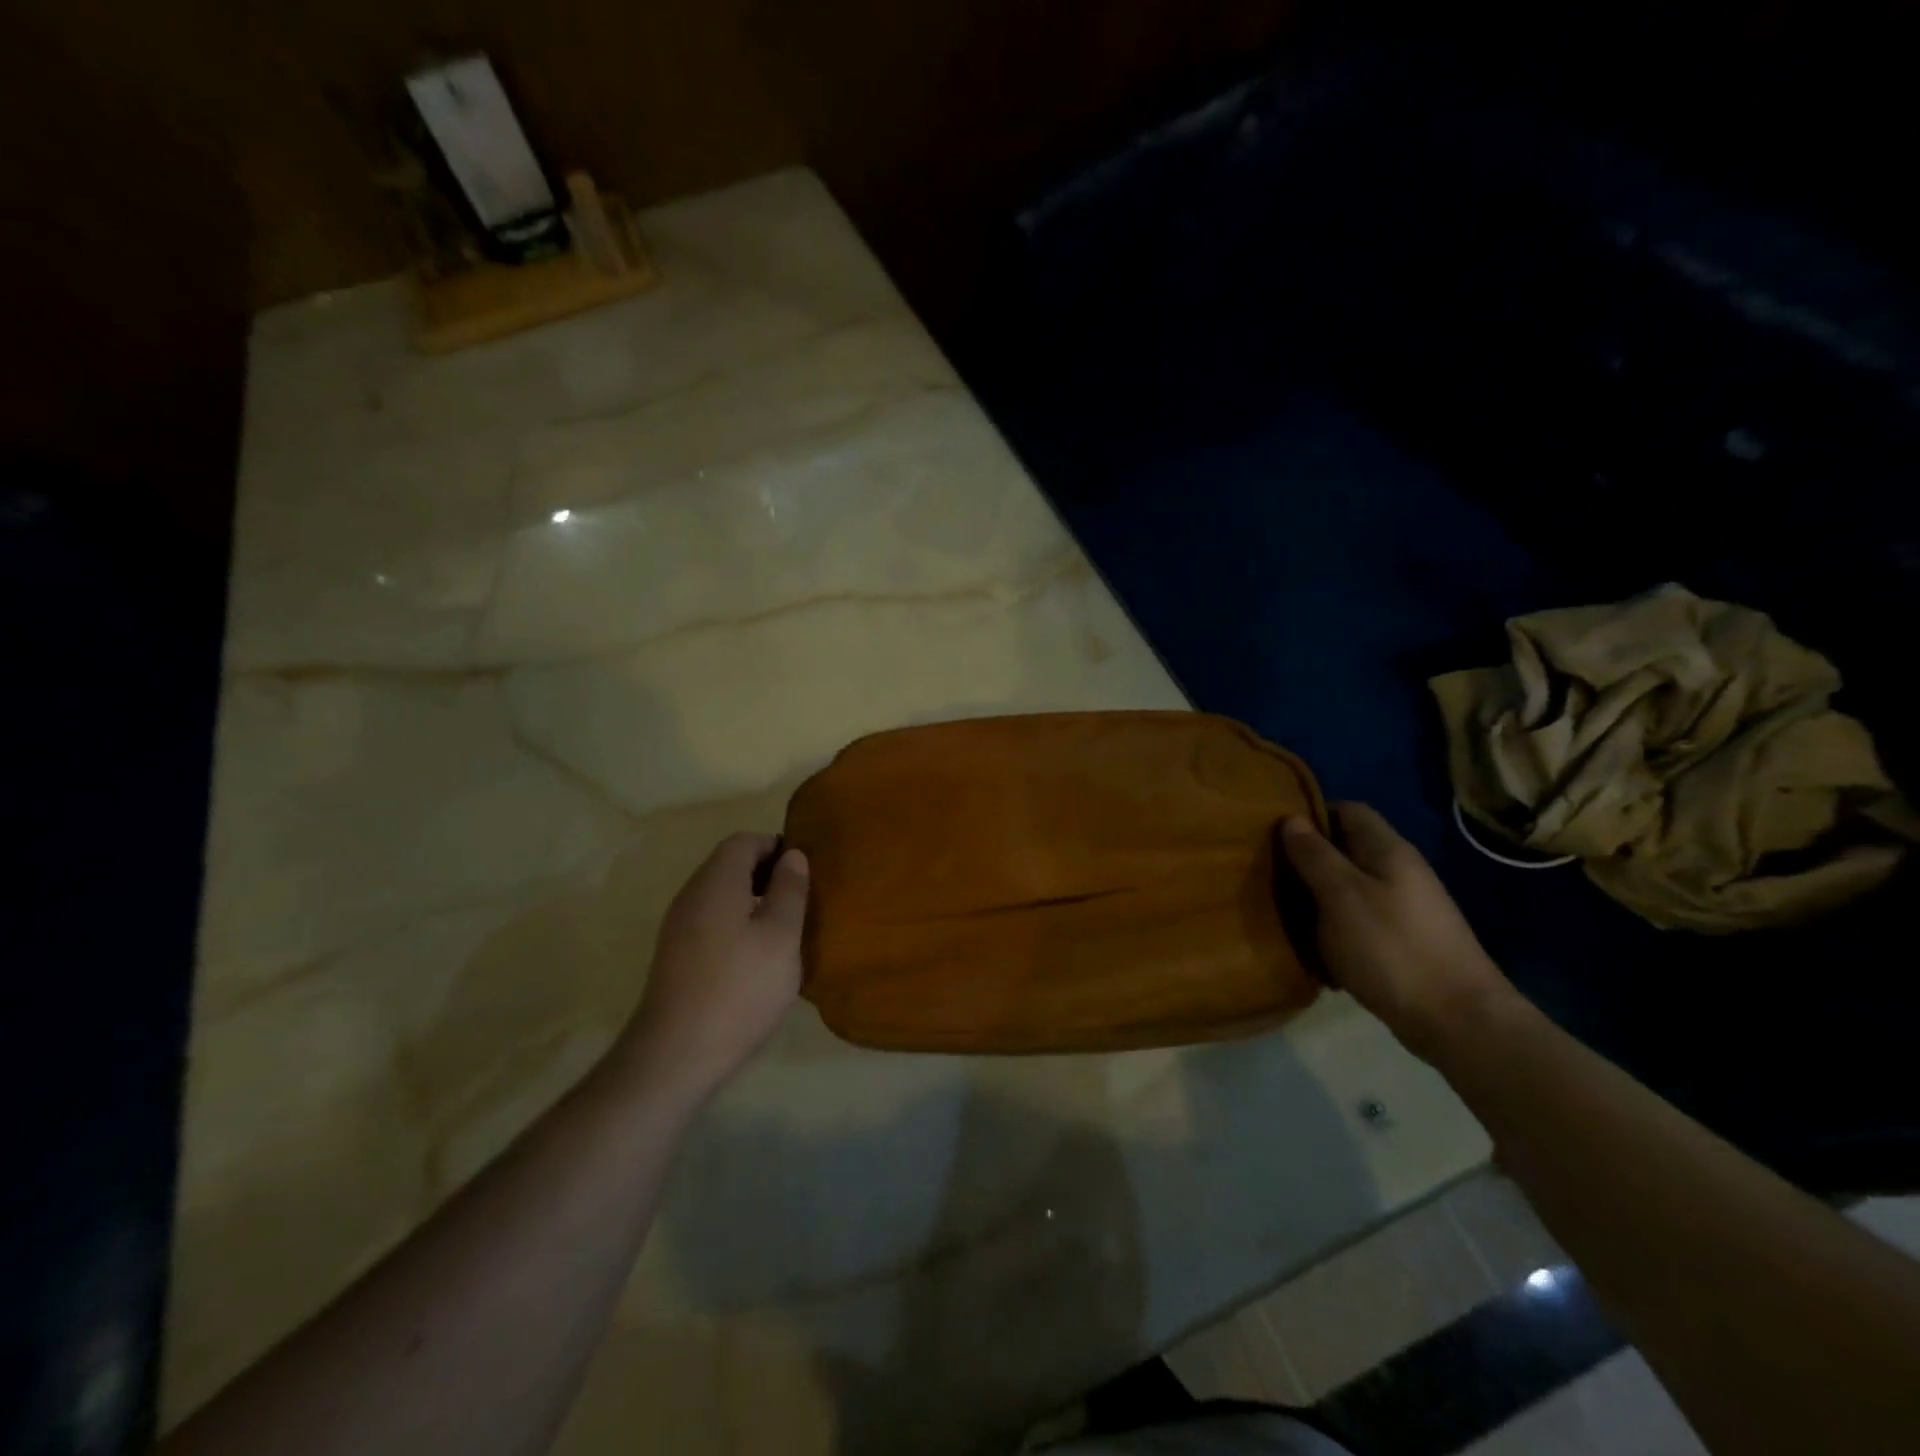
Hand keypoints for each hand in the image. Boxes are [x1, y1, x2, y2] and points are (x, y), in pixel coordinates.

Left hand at [617, 833, 808, 1101]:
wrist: (675, 1055)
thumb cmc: (739, 988)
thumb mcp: (781, 937)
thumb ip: (790, 891)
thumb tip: (793, 856)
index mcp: (716, 882)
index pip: (744, 841)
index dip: (776, 846)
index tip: (804, 870)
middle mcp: (691, 895)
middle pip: (729, 865)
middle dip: (766, 873)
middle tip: (800, 899)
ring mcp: (678, 927)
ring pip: (720, 895)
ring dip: (753, 900)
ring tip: (784, 928)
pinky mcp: (675, 955)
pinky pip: (711, 920)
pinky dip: (737, 923)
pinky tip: (756, 956)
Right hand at [1280, 803, 1513, 1060]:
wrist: (1458, 1021)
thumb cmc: (1392, 947)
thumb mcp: (1341, 896)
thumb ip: (1315, 856)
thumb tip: (1292, 819)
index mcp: (1388, 851)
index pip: (1348, 810)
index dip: (1312, 814)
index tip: (1276, 833)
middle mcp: (1400, 872)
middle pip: (1347, 849)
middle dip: (1309, 858)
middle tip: (1270, 873)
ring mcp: (1405, 909)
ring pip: (1350, 888)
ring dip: (1318, 896)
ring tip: (1284, 911)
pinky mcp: (1404, 942)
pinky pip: (1359, 921)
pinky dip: (1334, 928)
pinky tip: (1315, 946)